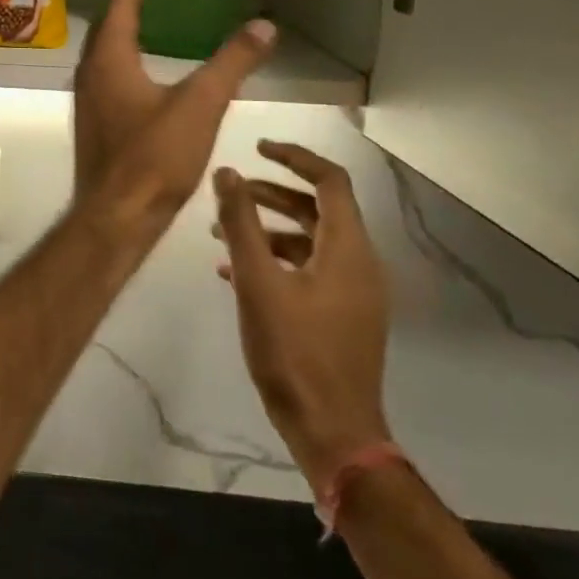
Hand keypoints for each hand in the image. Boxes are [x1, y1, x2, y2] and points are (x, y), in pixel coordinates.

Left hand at [72, 0, 278, 234]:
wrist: (117, 216)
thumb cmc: (154, 157)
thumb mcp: (201, 105)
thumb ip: (232, 63)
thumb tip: (264, 25)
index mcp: (108, 60)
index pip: (121, 6)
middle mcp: (89, 74)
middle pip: (108, 27)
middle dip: (132, 4)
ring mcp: (87, 101)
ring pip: (105, 54)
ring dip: (127, 34)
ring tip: (157, 26)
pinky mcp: (95, 124)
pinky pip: (108, 77)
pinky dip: (127, 61)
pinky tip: (150, 77)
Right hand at [213, 143, 391, 490]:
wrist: (331, 430)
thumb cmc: (293, 351)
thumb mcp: (257, 281)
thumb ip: (240, 223)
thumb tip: (226, 172)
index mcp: (348, 249)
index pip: (330, 182)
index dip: (294, 158)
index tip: (257, 148)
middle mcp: (358, 264)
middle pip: (317, 210)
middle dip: (271, 193)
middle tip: (229, 190)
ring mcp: (352, 294)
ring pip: (309, 242)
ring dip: (267, 229)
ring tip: (220, 233)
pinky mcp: (340, 317)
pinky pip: (307, 271)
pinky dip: (274, 259)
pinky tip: (232, 272)